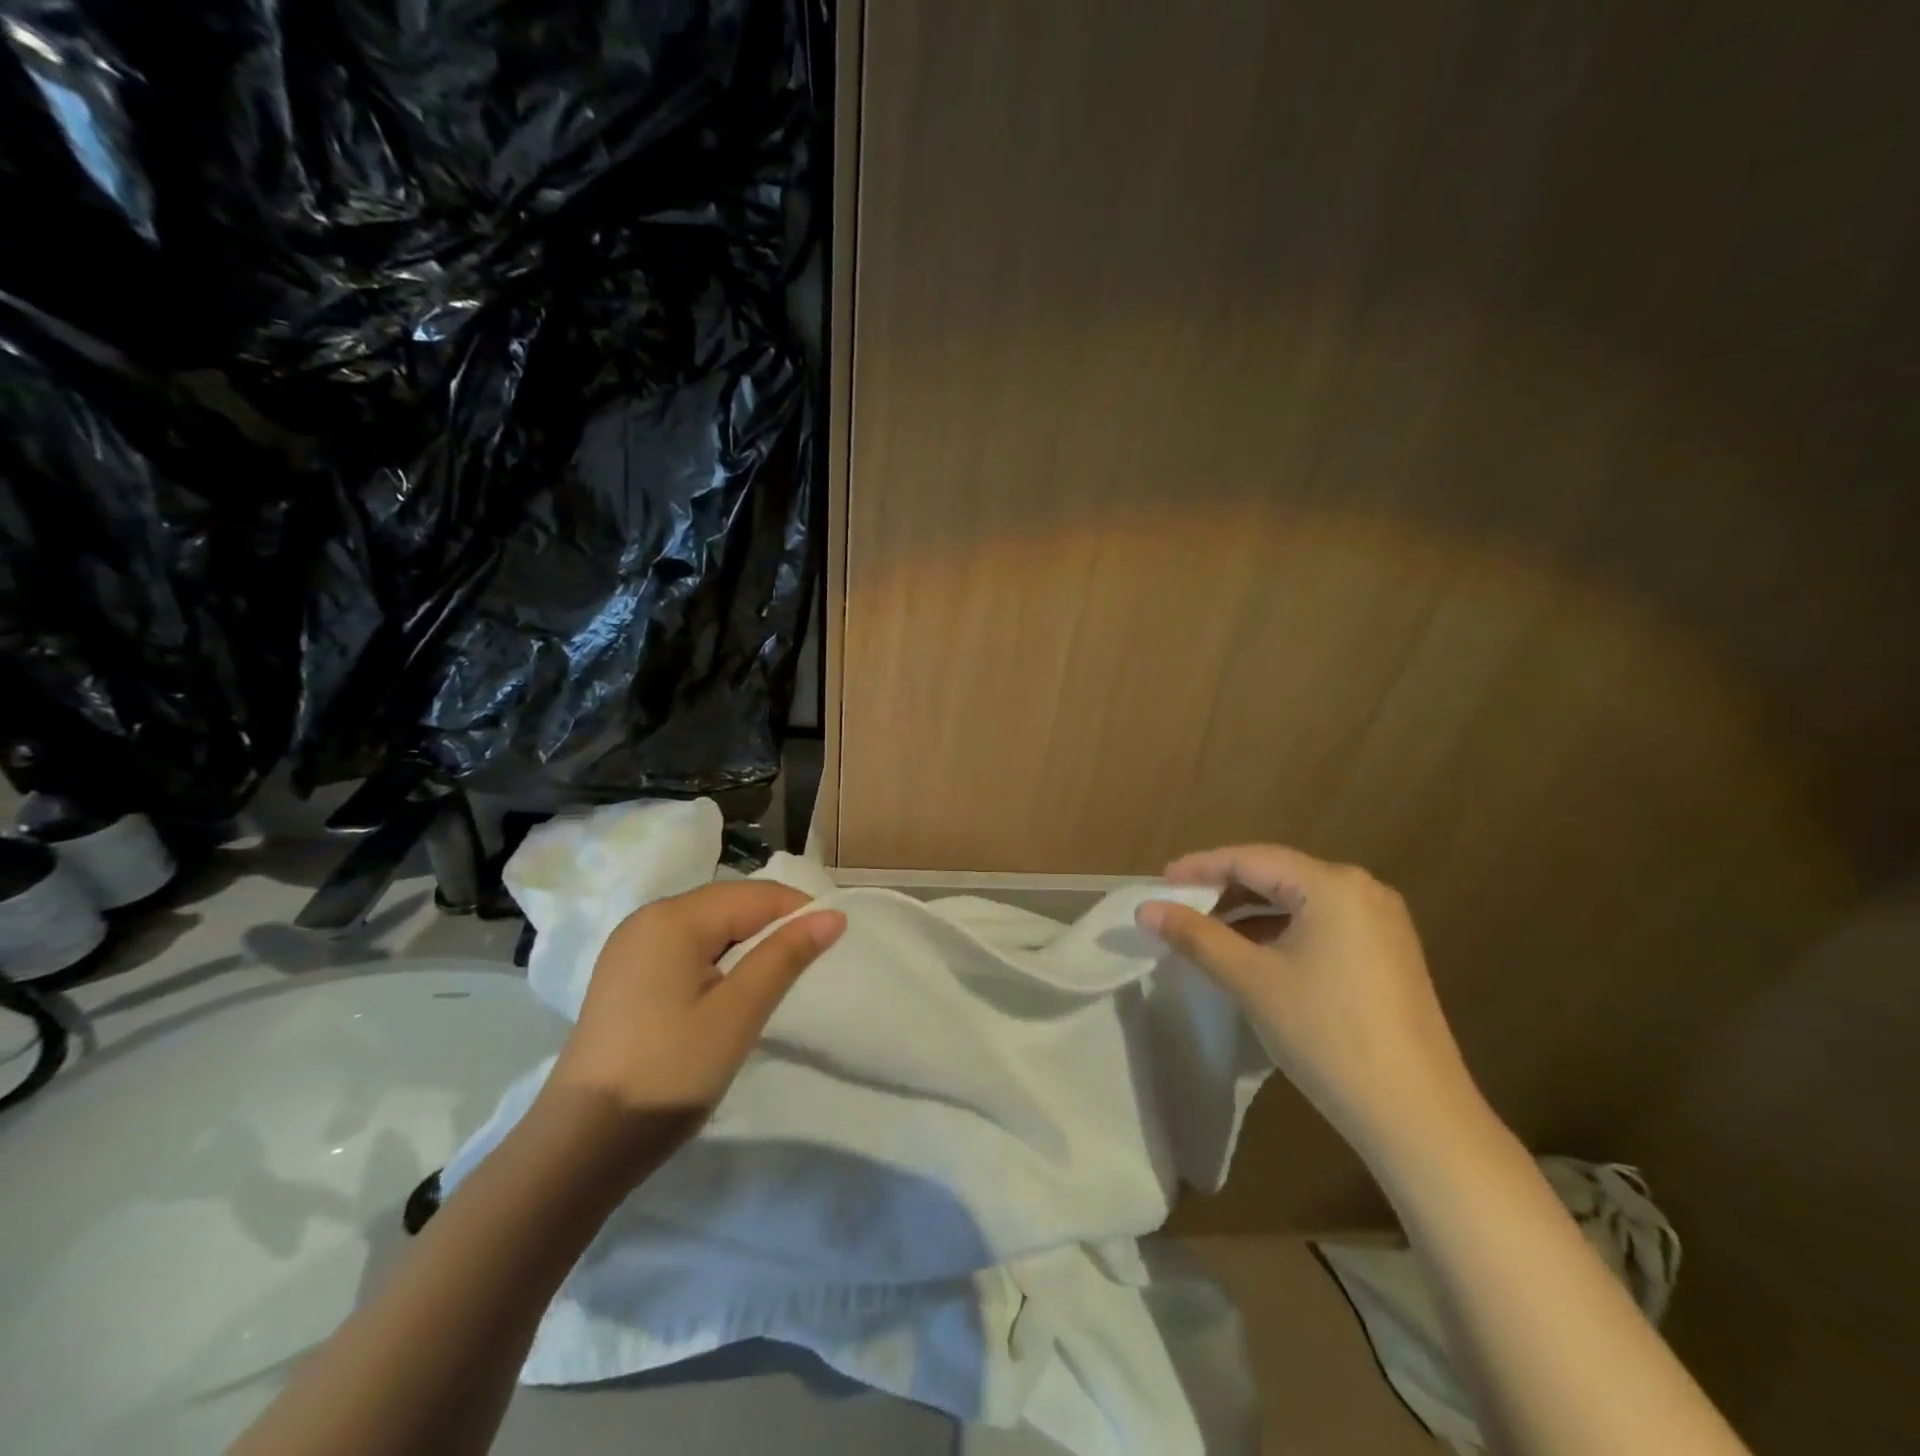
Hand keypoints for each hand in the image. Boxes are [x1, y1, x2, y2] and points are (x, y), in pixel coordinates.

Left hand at [546, 881, 845, 1141]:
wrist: (579, 1147)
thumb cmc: (669, 1073)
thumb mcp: (738, 1013)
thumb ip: (785, 956)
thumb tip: (833, 915)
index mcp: (673, 917)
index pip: (756, 895)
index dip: (800, 913)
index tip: (833, 945)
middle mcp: (648, 918)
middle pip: (730, 904)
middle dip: (773, 928)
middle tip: (807, 967)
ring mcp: (631, 947)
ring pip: (709, 926)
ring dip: (747, 946)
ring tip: (773, 982)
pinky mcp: (625, 975)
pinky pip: (685, 949)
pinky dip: (717, 961)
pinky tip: (728, 993)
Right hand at [1137, 844, 1485, 1162]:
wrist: (1416, 1116)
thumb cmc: (1326, 1034)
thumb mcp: (1251, 979)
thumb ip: (1195, 936)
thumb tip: (1145, 909)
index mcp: (1332, 885)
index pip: (1251, 859)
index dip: (1200, 867)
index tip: (1160, 881)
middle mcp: (1362, 890)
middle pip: (1277, 875)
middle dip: (1225, 890)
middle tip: (1179, 906)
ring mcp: (1381, 923)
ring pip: (1298, 902)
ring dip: (1250, 913)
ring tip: (1207, 932)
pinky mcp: (1387, 955)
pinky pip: (1320, 926)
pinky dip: (1281, 933)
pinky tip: (1253, 955)